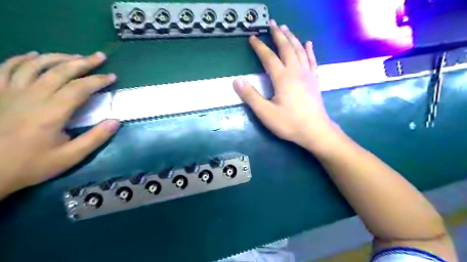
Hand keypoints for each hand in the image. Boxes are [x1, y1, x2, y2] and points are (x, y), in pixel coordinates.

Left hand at [0, 52, 119, 195]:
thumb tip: (116, 121)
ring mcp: (11, 92)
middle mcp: (32, 96)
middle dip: (83, 62)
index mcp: (52, 112)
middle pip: (60, 71)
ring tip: (75, 56)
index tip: (112, 77)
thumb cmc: (32, 164)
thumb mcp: (70, 157)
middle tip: (99, 56)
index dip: (98, 80)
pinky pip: (8, 68)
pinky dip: (23, 59)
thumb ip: (95, 138)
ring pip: (36, 65)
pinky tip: (35, 56)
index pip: (80, 88)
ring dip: (58, 57)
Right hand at [235, 21, 337, 148]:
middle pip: (286, 48)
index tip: (252, 37)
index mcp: (283, 78)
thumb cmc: (289, 123)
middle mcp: (296, 71)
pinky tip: (308, 43)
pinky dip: (309, 50)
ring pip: (299, 50)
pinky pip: (312, 60)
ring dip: (292, 38)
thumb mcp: (265, 113)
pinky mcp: (314, 80)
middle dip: (278, 35)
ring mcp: (307, 75)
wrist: (315, 131)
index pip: (269, 57)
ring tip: (286, 28)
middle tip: (272, 23)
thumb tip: (237, 81)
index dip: (259, 47)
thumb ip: (251, 97)